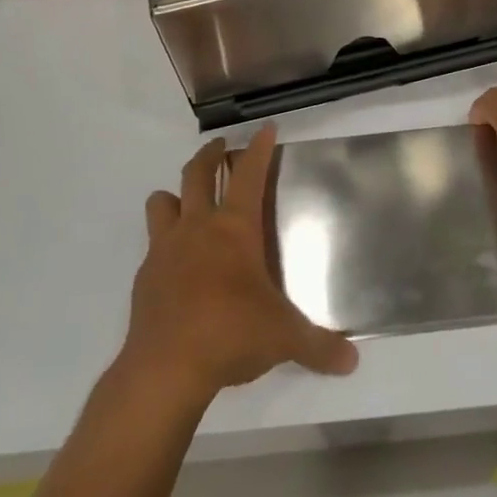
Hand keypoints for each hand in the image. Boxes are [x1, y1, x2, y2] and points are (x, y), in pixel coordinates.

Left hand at [123, 126, 358, 406]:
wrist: (164, 368)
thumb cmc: (230, 334)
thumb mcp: (284, 339)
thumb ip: (319, 346)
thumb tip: (352, 362)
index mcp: (234, 229)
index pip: (248, 174)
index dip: (259, 148)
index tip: (265, 128)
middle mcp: (197, 228)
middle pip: (196, 173)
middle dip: (209, 154)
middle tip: (220, 147)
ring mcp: (165, 249)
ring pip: (162, 201)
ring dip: (175, 194)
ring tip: (188, 201)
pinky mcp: (145, 276)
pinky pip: (153, 245)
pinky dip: (164, 243)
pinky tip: (177, 264)